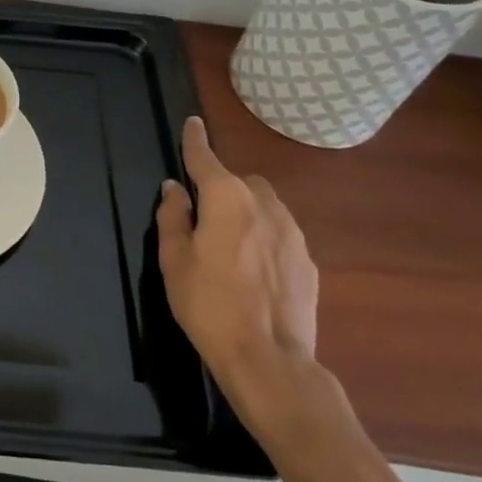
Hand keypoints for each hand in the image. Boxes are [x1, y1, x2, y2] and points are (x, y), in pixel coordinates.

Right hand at [156, 116, 320, 423]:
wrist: (269, 358)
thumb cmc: (208, 304)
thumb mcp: (174, 260)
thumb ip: (172, 217)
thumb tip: (175, 189)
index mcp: (226, 198)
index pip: (205, 158)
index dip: (195, 140)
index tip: (193, 123)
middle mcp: (264, 205)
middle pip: (242, 181)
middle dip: (224, 187)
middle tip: (204, 216)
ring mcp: (292, 233)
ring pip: (266, 206)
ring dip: (247, 212)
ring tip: (230, 246)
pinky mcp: (308, 262)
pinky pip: (281, 235)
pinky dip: (265, 239)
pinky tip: (253, 271)